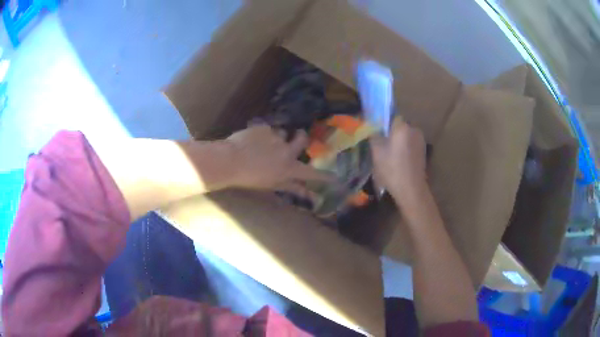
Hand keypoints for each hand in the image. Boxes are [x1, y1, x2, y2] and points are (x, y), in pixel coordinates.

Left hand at [227, 125, 329, 189]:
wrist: (229, 161)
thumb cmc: (249, 178)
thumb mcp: (272, 186)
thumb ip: (292, 188)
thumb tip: (311, 196)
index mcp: (289, 169)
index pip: (312, 173)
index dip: (325, 176)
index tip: (336, 178)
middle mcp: (287, 151)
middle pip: (301, 140)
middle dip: (300, 137)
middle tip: (296, 136)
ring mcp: (276, 137)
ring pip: (281, 133)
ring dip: (275, 138)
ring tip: (259, 144)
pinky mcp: (265, 128)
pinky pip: (267, 129)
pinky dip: (261, 134)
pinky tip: (249, 141)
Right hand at [370, 118, 426, 206]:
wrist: (411, 189)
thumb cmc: (392, 169)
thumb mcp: (377, 152)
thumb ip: (374, 135)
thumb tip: (371, 127)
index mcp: (402, 126)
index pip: (390, 116)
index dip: (382, 122)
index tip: (375, 131)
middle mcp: (414, 129)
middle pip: (398, 126)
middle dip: (390, 132)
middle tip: (381, 144)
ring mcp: (420, 140)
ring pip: (405, 135)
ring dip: (398, 141)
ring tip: (389, 154)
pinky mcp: (423, 151)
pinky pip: (410, 144)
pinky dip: (404, 148)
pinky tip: (398, 160)